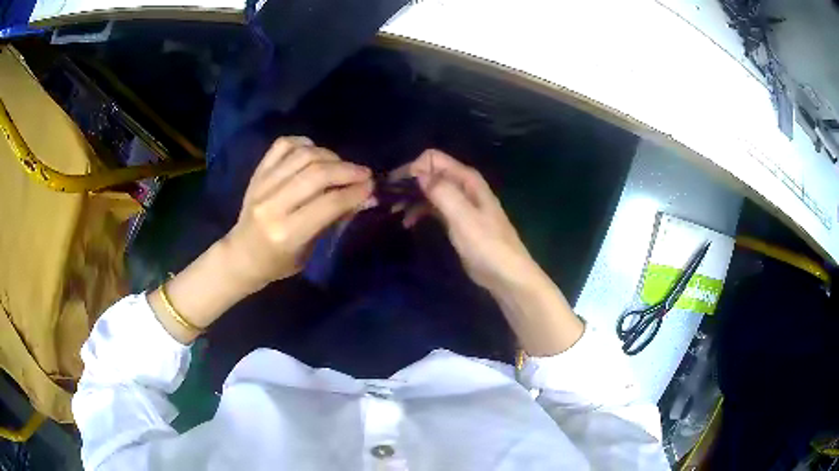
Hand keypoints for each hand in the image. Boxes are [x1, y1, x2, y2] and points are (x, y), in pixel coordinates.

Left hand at [223, 136, 373, 291]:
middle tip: (364, 173)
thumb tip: (365, 197)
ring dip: (330, 156)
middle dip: (347, 170)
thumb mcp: (310, 250)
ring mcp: (262, 185)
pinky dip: (304, 144)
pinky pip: (284, 145)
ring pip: (303, 155)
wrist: (242, 254)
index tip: (372, 187)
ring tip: (342, 165)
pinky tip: (315, 153)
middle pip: (316, 174)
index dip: (355, 192)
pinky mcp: (257, 172)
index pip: (328, 203)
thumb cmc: (278, 262)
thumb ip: (333, 220)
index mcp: (286, 233)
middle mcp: (272, 205)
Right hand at [396, 149, 540, 292]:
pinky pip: (433, 207)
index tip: (397, 188)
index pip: (433, 159)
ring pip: (429, 191)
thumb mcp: (463, 217)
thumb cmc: (486, 244)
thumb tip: (417, 172)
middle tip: (387, 200)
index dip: (413, 168)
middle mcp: (462, 185)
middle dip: (408, 182)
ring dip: (411, 198)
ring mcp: (459, 203)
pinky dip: (419, 211)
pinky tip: (408, 223)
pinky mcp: (456, 220)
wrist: (505, 274)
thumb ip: (441, 191)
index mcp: (466, 179)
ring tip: (393, 212)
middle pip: (429, 173)